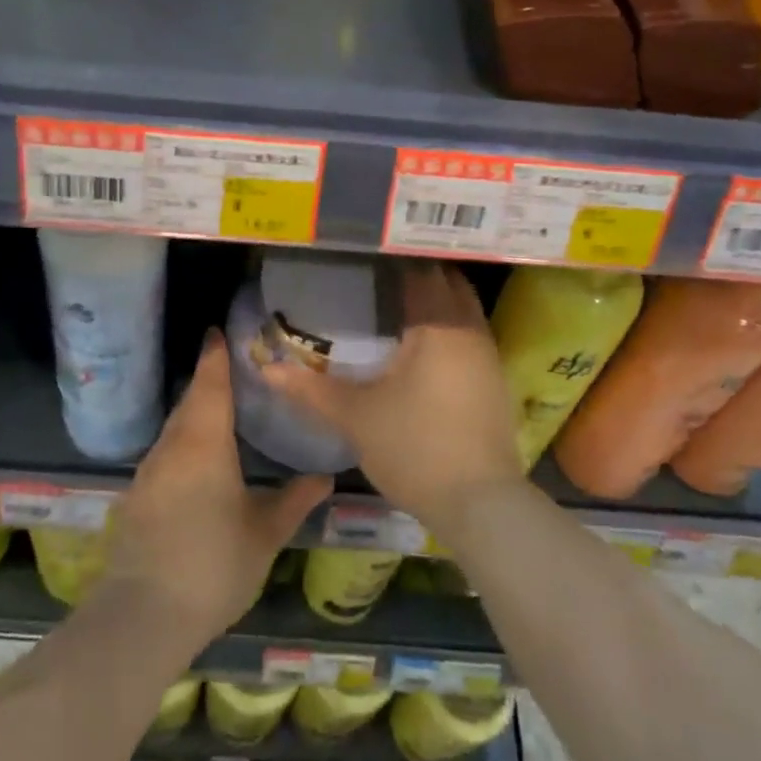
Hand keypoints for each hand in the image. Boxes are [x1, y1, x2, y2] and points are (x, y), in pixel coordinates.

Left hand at [103, 331, 331, 645]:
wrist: (143, 616)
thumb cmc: (214, 565)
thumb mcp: (264, 534)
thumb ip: (294, 500)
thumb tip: (326, 476)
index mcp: (205, 442)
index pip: (210, 383)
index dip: (215, 356)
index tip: (218, 331)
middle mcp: (173, 445)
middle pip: (190, 401)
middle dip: (208, 380)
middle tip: (232, 367)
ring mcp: (149, 470)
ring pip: (176, 427)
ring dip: (195, 411)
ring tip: (222, 409)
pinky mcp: (137, 496)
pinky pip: (165, 451)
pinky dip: (183, 441)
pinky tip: (199, 458)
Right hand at [261, 262, 521, 533]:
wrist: (481, 505)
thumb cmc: (415, 448)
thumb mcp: (355, 417)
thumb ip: (310, 389)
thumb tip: (266, 369)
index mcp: (438, 325)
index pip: (421, 269)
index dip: (393, 258)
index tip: (364, 254)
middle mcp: (470, 330)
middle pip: (447, 281)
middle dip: (417, 272)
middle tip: (376, 275)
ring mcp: (488, 355)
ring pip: (463, 307)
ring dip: (436, 299)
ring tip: (395, 303)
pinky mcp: (494, 380)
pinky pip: (469, 333)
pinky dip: (447, 325)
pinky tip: (420, 344)